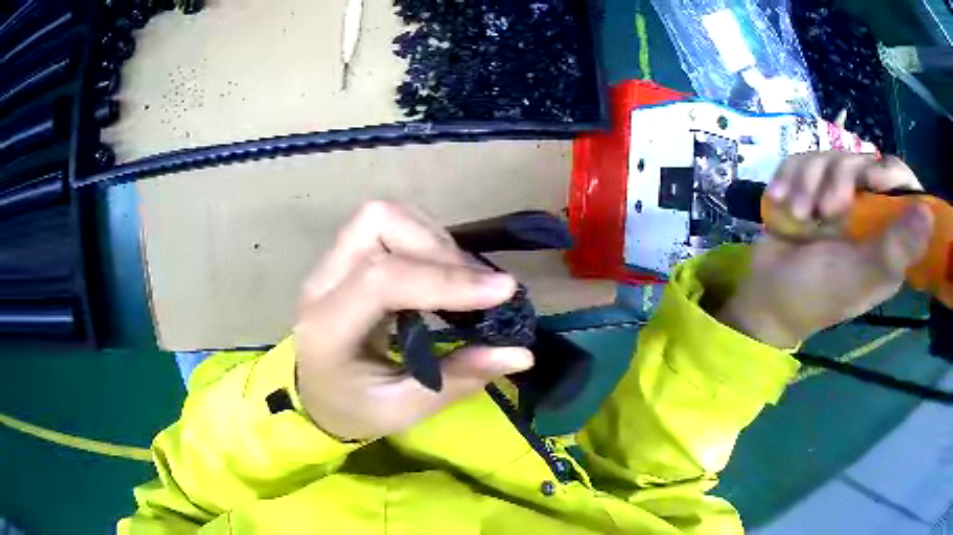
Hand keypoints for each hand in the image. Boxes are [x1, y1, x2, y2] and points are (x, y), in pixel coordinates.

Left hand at [293, 202, 533, 440]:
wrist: (316, 395)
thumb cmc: (354, 409)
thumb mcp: (404, 409)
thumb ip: (457, 380)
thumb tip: (521, 353)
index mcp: (327, 329)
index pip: (381, 280)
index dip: (445, 279)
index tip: (503, 292)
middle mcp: (322, 283)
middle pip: (378, 223)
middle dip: (439, 248)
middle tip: (480, 289)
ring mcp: (331, 263)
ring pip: (384, 216)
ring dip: (435, 241)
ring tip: (465, 283)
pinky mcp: (346, 257)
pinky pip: (389, 226)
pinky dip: (427, 242)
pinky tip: (444, 277)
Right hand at [717, 153, 934, 347]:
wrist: (765, 297)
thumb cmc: (814, 295)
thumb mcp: (857, 276)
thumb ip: (894, 249)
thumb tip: (929, 215)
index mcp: (886, 236)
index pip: (900, 184)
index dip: (887, 172)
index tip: (869, 180)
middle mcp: (866, 212)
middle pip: (861, 162)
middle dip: (837, 178)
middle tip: (823, 211)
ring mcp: (836, 199)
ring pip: (828, 156)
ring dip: (807, 182)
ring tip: (797, 214)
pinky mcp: (809, 190)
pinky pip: (801, 161)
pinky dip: (788, 178)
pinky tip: (780, 202)